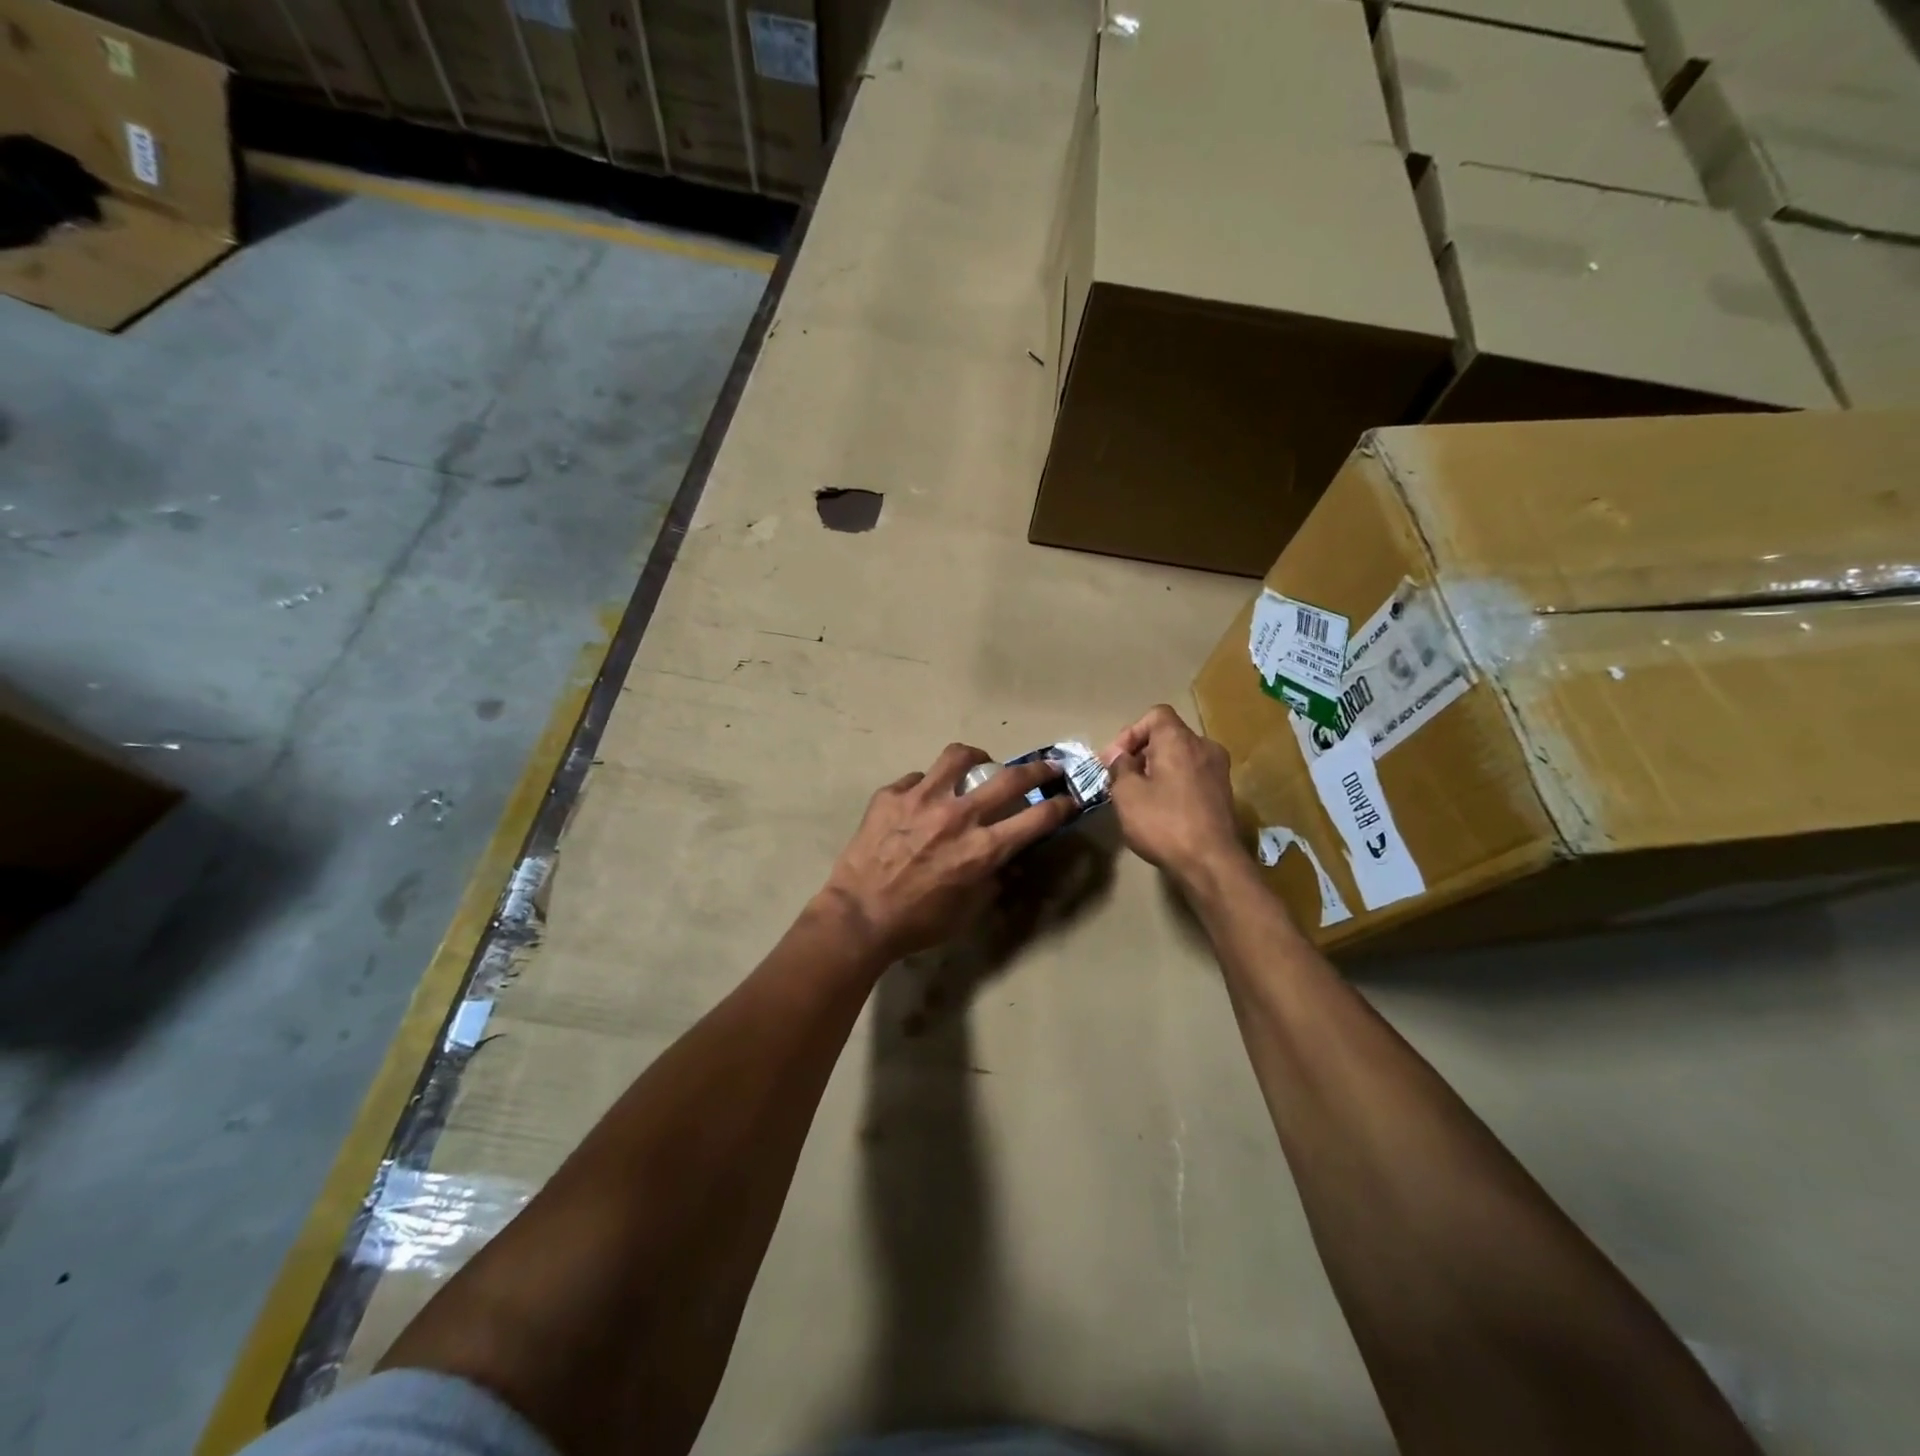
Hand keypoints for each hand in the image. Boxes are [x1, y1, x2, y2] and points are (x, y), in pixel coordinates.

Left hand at [819, 744, 1076, 962]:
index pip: (1037, 818)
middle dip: (1038, 769)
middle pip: (1010, 778)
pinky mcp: (891, 795)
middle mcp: (958, 815)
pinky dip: (926, 786)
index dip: (1060, 805)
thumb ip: (992, 878)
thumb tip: (1005, 859)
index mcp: (982, 848)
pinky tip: (921, 800)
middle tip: (1046, 766)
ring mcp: (922, 799)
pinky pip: (917, 778)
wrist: (859, 916)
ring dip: (977, 758)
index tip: (1068, 798)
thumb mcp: (968, 909)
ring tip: (977, 764)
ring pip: (959, 756)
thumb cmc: (918, 922)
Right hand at [1103, 705, 1243, 884]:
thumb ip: (1120, 768)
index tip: (1116, 760)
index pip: (1155, 715)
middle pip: (1168, 736)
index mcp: (1179, 740)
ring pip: (1181, 757)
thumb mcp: (1126, 794)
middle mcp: (1204, 747)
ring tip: (1139, 796)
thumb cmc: (1163, 823)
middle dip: (1141, 753)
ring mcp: (1218, 770)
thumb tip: (1120, 756)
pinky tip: (1162, 809)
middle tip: (1121, 779)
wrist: (1211, 862)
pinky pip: (1193, 776)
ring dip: (1158, 770)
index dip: (1131, 733)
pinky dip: (1175, 783)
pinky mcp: (1224, 793)